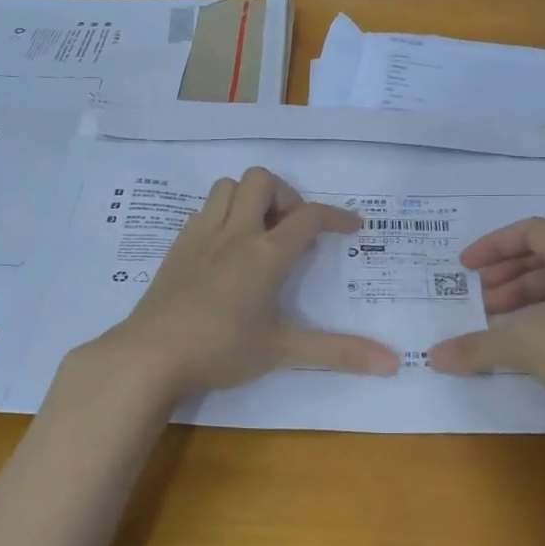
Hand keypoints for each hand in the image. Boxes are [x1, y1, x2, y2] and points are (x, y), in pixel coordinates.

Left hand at [86, 167, 398, 401]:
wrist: (150, 356)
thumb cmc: (222, 351)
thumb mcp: (284, 352)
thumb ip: (339, 353)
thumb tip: (394, 364)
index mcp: (266, 254)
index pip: (309, 216)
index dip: (337, 215)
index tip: (352, 226)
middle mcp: (235, 233)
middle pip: (262, 180)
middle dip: (286, 195)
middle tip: (292, 230)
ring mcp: (201, 235)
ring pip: (228, 186)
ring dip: (250, 198)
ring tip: (260, 233)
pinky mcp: (177, 247)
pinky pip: (204, 210)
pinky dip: (223, 215)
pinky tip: (226, 251)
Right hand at [428, 218, 544, 443]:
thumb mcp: (526, 346)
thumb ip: (477, 347)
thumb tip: (435, 355)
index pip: (532, 231)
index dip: (495, 244)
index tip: (466, 268)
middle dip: (507, 274)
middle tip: (480, 299)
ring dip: (524, 300)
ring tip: (498, 326)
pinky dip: (544, 322)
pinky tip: (530, 350)